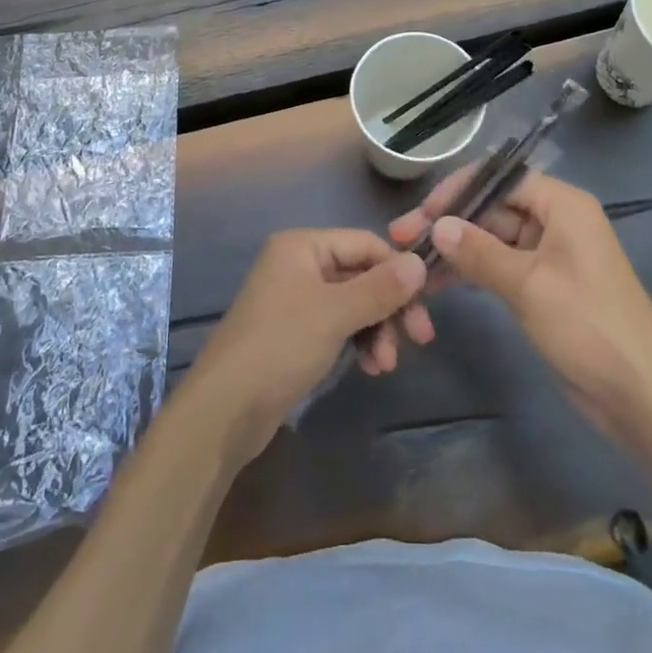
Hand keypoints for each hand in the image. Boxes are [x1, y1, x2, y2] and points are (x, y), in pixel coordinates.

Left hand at [186, 228, 427, 462]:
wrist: (226, 409)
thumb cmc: (280, 346)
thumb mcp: (335, 313)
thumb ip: (380, 287)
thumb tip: (420, 263)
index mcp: (302, 245)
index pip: (365, 243)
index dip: (397, 270)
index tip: (425, 305)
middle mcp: (299, 264)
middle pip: (361, 274)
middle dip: (390, 306)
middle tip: (420, 338)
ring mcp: (296, 298)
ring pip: (354, 303)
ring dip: (377, 329)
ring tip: (384, 365)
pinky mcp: (296, 332)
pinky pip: (339, 325)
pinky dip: (358, 341)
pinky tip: (369, 367)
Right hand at [389, 169, 651, 439]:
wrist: (641, 397)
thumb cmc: (589, 327)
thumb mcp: (529, 285)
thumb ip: (479, 251)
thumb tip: (437, 225)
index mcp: (562, 204)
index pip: (500, 178)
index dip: (458, 190)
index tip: (421, 213)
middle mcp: (555, 220)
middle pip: (493, 207)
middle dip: (450, 222)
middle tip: (402, 240)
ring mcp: (549, 254)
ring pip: (492, 237)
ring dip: (456, 248)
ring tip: (413, 264)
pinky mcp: (543, 285)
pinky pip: (500, 265)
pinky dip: (472, 270)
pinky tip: (439, 282)